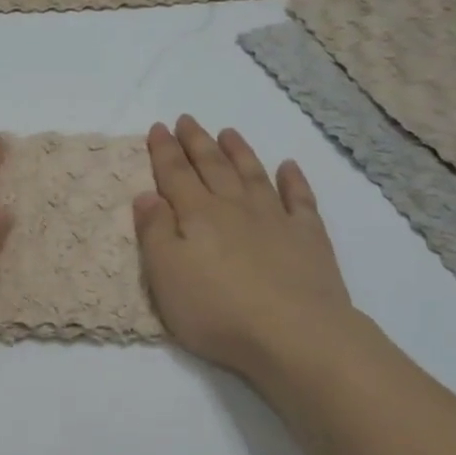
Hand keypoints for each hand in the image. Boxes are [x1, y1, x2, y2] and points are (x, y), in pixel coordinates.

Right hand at [134, 116, 362, 382]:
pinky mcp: (308, 238)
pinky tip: (288, 166)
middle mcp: (234, 207)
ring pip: (252, 174)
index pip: (175, 174)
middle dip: (197, 142)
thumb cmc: (218, 310)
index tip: (158, 127)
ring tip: (228, 132)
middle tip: (187, 120)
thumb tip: (147, 194)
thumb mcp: (166, 276)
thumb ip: (154, 232)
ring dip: (239, 151)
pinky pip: (299, 199)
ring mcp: (274, 219)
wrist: (295, 335)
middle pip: (212, 166)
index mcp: (197, 215)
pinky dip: (293, 180)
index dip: (164, 150)